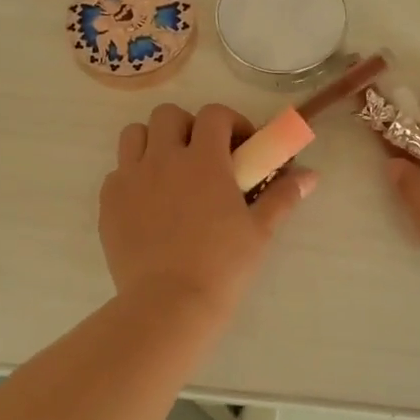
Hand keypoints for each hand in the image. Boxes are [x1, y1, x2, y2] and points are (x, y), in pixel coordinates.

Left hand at [100, 103, 316, 319]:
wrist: (169, 304)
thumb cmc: (222, 266)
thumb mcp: (260, 231)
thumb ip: (283, 196)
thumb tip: (311, 176)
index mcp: (203, 159)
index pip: (214, 114)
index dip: (230, 121)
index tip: (240, 145)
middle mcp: (163, 158)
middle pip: (168, 115)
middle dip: (187, 127)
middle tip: (202, 156)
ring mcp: (130, 178)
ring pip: (135, 135)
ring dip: (154, 142)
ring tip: (169, 171)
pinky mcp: (108, 202)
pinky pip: (117, 172)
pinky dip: (133, 176)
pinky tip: (148, 203)